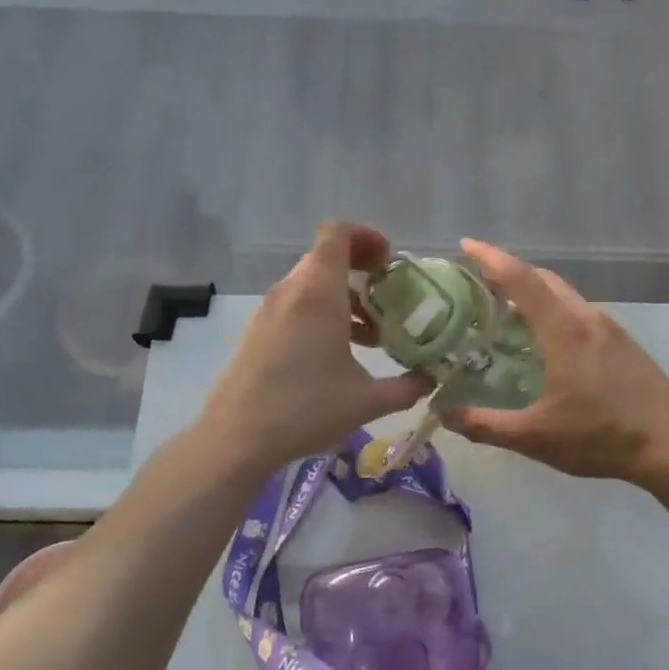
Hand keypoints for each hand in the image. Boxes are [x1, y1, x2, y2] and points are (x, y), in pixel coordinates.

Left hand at [198, 221, 431, 469]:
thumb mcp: (367, 401)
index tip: (389, 262)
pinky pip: (296, 305)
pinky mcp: (258, 331)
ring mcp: (270, 310)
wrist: (237, 437)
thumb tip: (431, 380)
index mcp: (318, 292)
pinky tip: (337, 355)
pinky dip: (321, 314)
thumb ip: (406, 387)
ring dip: (343, 298)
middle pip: (327, 258)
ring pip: (311, 284)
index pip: (338, 232)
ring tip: (370, 336)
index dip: (367, 236)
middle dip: (361, 272)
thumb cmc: (306, 408)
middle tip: (388, 300)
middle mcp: (291, 290)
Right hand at [441, 239, 668, 482]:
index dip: (491, 259)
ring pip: (565, 296)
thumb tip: (445, 416)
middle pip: (544, 280)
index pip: (521, 280)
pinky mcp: (625, 344)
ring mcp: (611, 329)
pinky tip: (547, 343)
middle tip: (478, 284)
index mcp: (564, 330)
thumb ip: (486, 425)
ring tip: (506, 313)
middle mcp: (587, 318)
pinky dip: (555, 313)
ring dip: (534, 294)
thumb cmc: (600, 437)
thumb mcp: (535, 437)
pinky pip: (581, 314)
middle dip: (510, 272)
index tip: (466, 244)